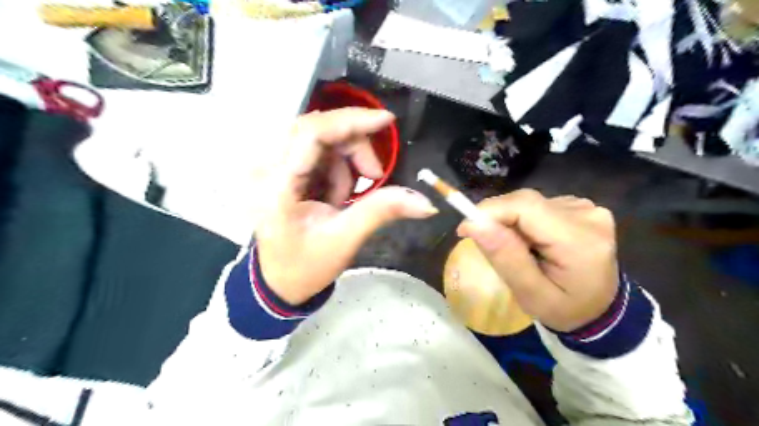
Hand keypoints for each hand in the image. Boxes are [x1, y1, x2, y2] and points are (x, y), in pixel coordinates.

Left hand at [257, 108, 438, 303]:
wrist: (279, 281)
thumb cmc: (306, 266)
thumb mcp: (345, 240)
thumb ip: (382, 212)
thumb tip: (426, 203)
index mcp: (278, 186)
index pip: (311, 134)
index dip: (351, 121)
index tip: (387, 121)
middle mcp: (268, 168)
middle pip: (317, 129)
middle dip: (353, 147)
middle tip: (373, 177)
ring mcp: (273, 167)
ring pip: (320, 138)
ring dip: (346, 162)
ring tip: (345, 199)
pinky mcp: (282, 170)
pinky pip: (318, 151)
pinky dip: (337, 167)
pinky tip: (336, 194)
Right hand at [460, 190, 618, 332]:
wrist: (599, 309)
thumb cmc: (564, 309)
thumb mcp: (531, 295)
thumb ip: (505, 258)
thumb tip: (474, 224)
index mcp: (579, 241)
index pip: (525, 206)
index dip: (489, 211)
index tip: (465, 229)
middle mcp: (587, 215)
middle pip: (525, 202)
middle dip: (497, 219)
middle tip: (485, 243)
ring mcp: (586, 208)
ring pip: (529, 203)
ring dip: (511, 221)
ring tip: (515, 248)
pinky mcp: (581, 207)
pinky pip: (538, 205)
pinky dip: (524, 220)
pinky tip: (531, 240)